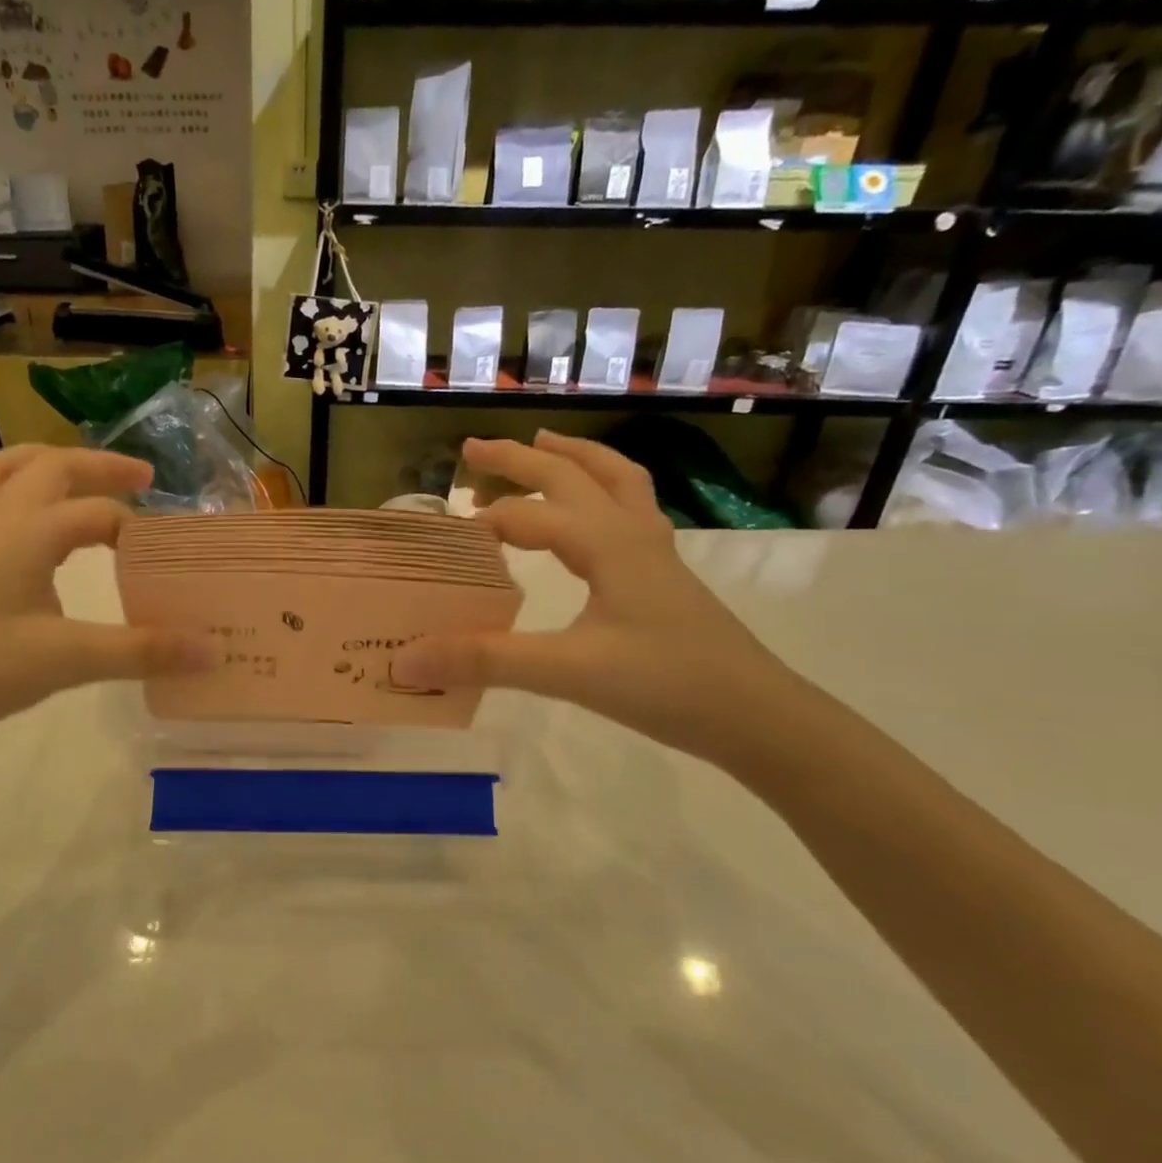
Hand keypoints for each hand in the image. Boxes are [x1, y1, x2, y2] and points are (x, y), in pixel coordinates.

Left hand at [0, 446, 213, 751]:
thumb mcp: (65, 660)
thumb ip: (140, 652)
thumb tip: (210, 649)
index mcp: (29, 532)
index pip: (99, 513)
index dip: (142, 529)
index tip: (173, 554)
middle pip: (50, 465)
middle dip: (100, 465)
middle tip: (142, 479)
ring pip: (3, 471)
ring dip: (47, 464)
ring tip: (78, 478)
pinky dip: (16, 494)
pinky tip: (28, 533)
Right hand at [396, 433, 805, 764]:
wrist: (756, 717)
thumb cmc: (665, 686)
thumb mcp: (567, 672)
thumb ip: (485, 661)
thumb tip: (405, 660)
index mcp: (606, 544)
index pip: (530, 517)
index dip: (484, 522)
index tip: (443, 537)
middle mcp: (631, 533)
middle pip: (572, 474)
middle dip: (520, 459)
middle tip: (472, 451)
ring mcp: (655, 551)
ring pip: (614, 480)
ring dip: (573, 458)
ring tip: (542, 445)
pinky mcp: (665, 574)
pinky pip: (630, 509)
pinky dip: (602, 490)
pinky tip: (592, 514)